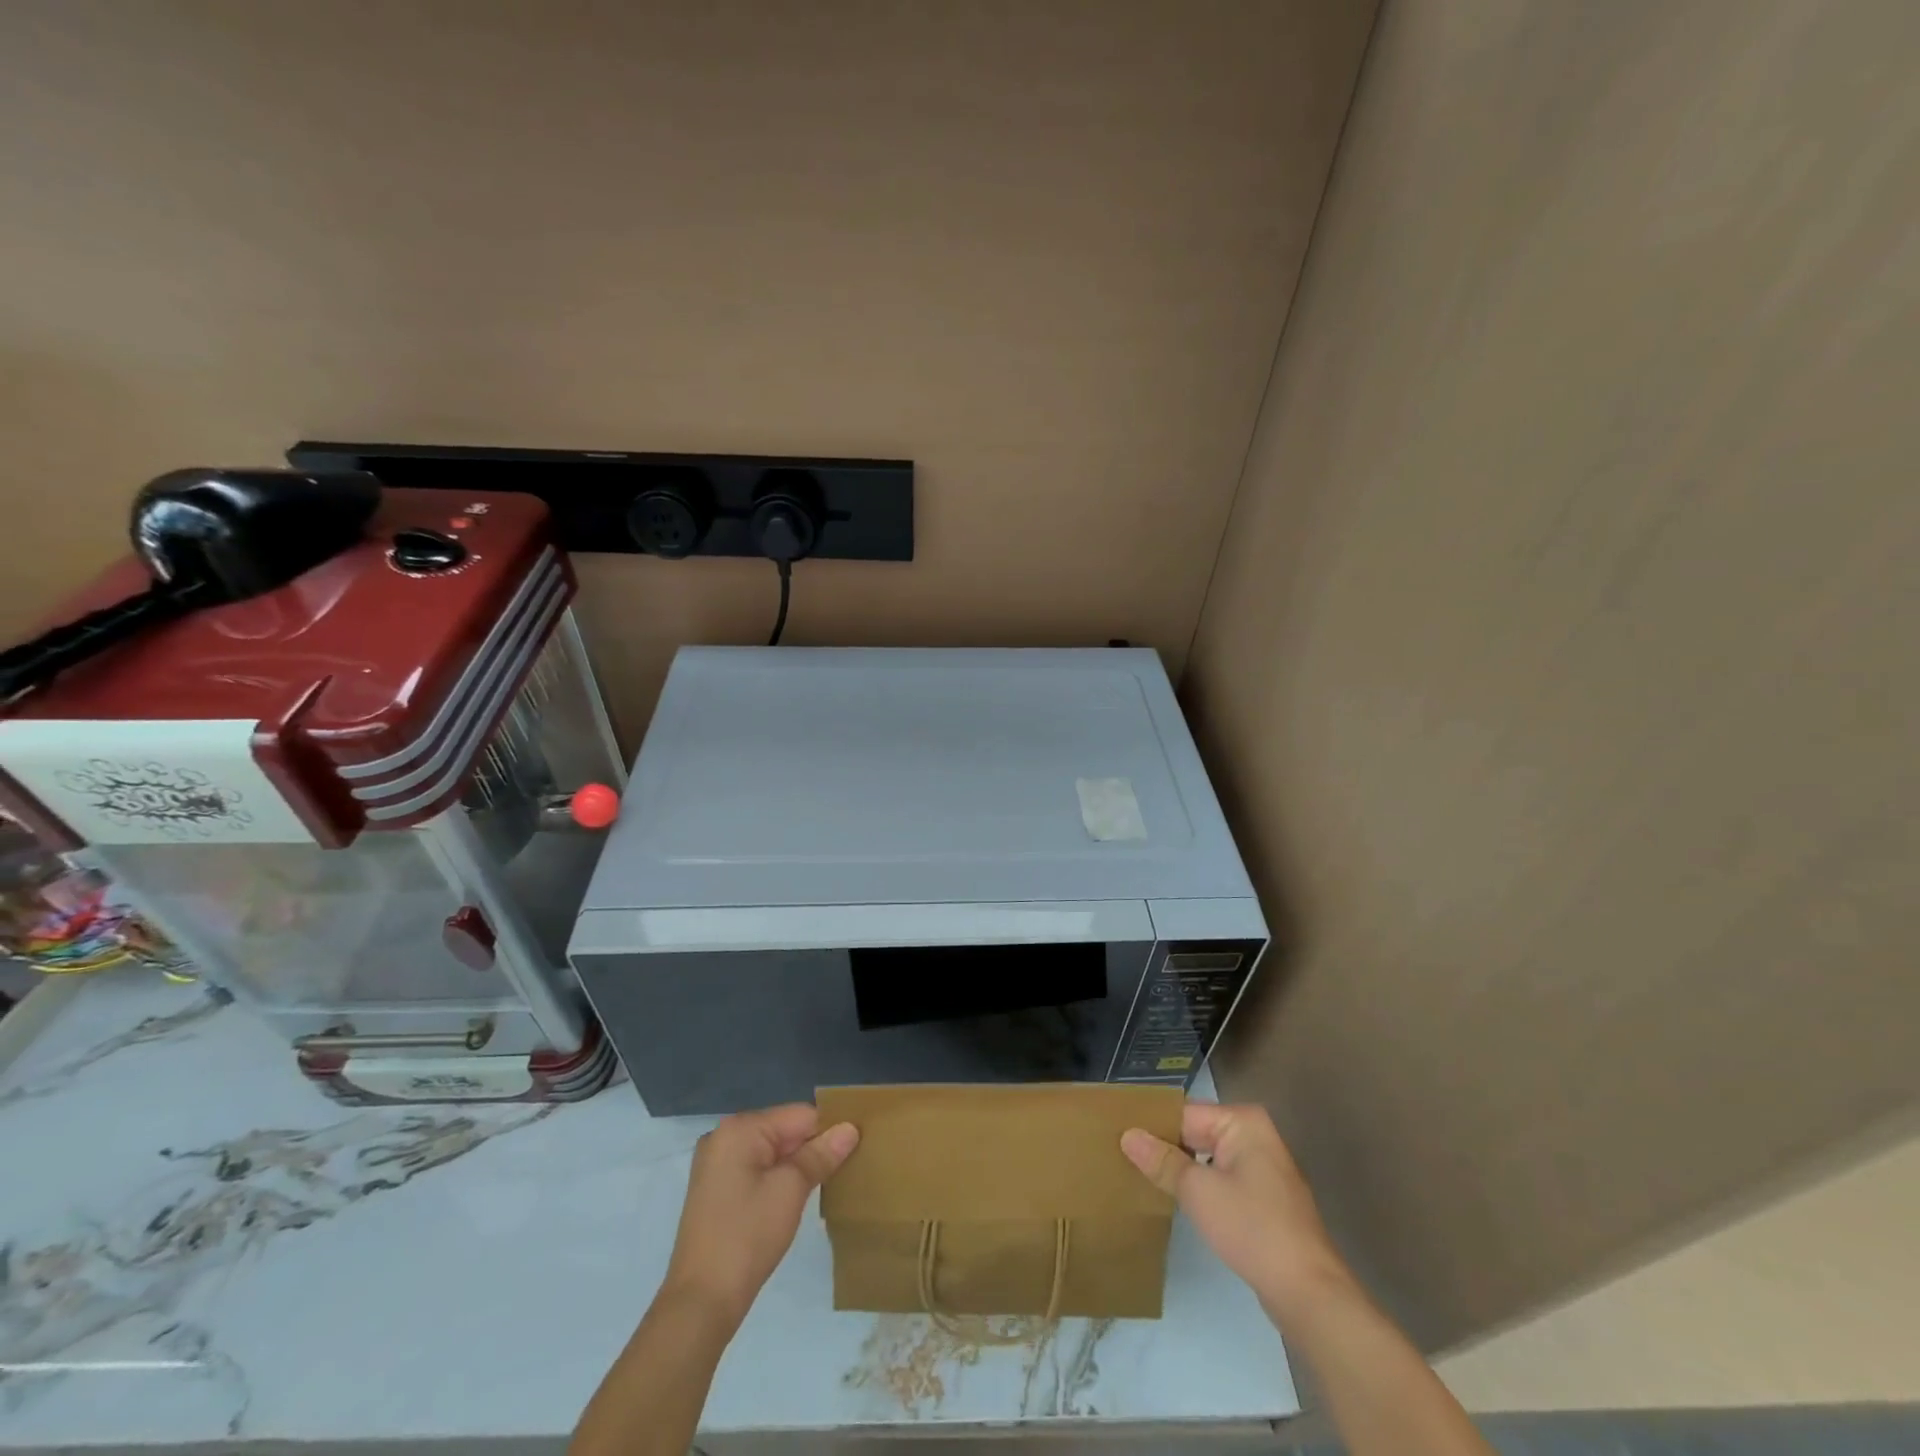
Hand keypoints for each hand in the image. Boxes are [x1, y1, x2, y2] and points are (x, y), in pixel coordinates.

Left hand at [663, 1104, 858, 1326]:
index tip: (855, 1150)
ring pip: (772, 1151)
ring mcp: (716, 1164)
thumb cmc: (747, 1237)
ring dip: (797, 1165)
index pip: (799, 1115)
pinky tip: (794, 1198)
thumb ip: (821, 1154)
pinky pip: (756, 1168)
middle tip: (843, 1169)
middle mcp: (723, 1136)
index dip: (829, 1130)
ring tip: (824, 1184)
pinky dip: (777, 1177)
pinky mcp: (715, 1189)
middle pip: (784, 1130)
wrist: (700, 1303)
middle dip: (812, 1148)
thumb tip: (850, 1128)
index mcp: (739, 1128)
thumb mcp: (791, 1190)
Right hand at [1122, 1102, 1348, 1319]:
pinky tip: (1171, 1197)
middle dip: (1163, 1146)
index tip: (1115, 1134)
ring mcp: (1261, 1167)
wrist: (1308, 1293)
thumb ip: (1162, 1161)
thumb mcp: (1199, 1192)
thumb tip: (1127, 1135)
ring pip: (1206, 1157)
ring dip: (1179, 1167)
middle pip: (1195, 1132)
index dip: (1150, 1125)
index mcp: (1242, 1121)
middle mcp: (1254, 1135)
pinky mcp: (1263, 1198)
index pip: (1183, 1114)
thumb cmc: (1252, 1229)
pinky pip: (1220, 1178)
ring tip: (1137, 1173)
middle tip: (1119, 1154)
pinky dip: (1198, 1185)